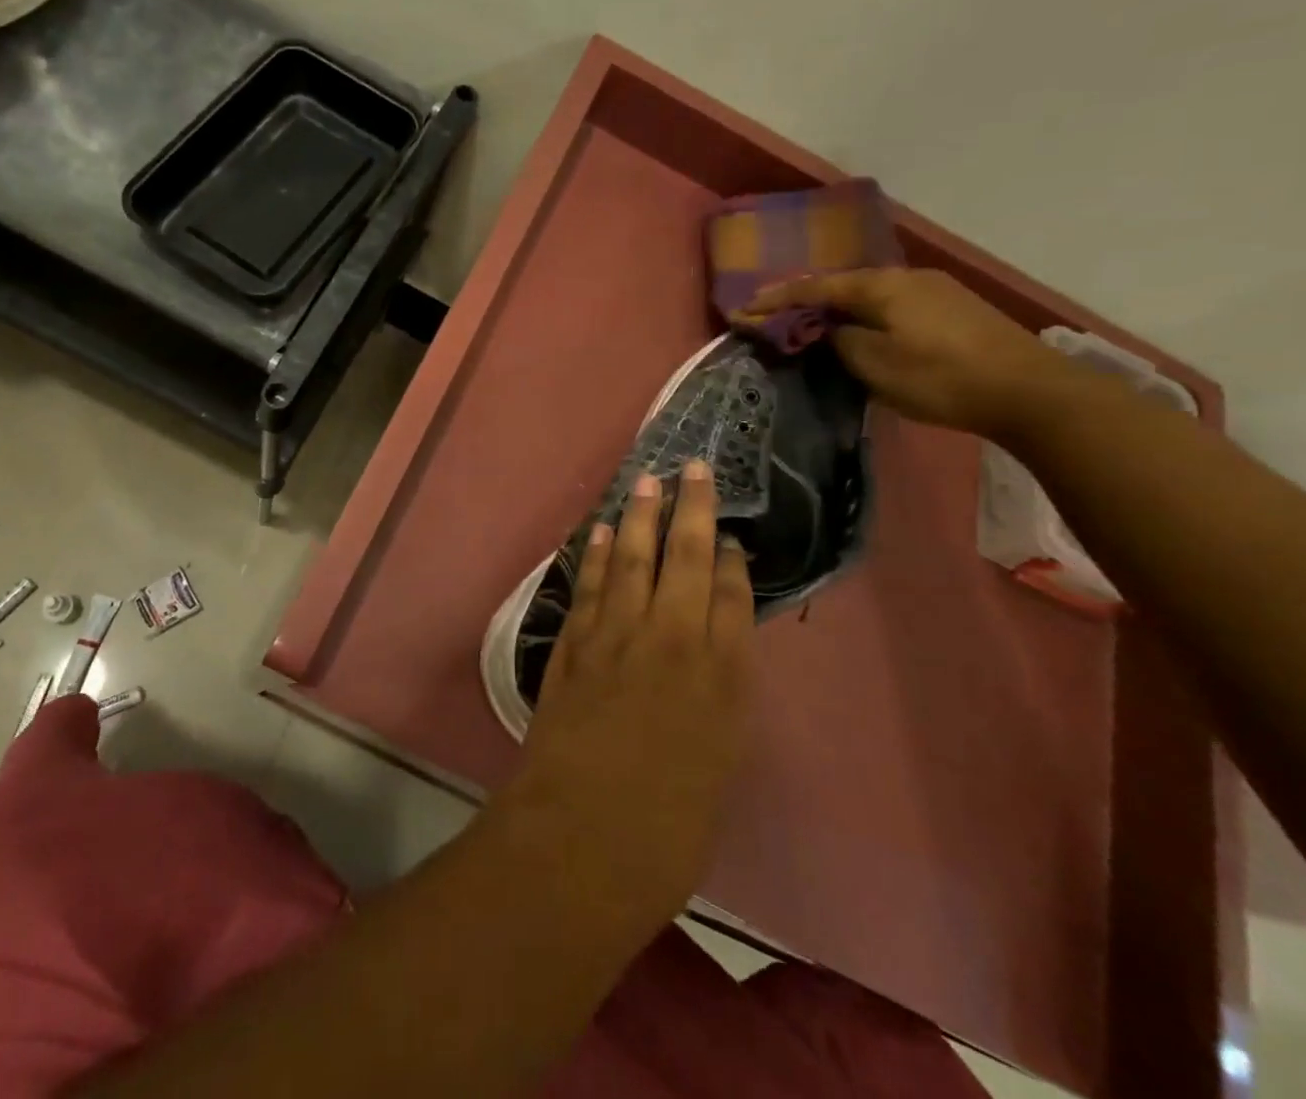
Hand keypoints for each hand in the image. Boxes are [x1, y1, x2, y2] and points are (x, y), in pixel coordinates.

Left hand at [491, 460, 755, 938]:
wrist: (583, 839)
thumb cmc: (668, 828)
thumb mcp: (717, 766)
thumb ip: (715, 702)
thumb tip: (710, 658)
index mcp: (723, 677)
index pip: (732, 597)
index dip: (730, 560)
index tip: (728, 533)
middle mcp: (673, 640)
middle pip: (686, 558)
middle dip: (691, 509)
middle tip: (693, 467)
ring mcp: (617, 635)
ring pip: (633, 558)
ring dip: (639, 516)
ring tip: (647, 480)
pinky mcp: (573, 642)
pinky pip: (589, 585)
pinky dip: (595, 554)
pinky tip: (599, 529)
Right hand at [747, 268, 1076, 437]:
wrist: (1032, 392)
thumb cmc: (942, 377)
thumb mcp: (875, 365)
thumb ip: (840, 342)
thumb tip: (830, 330)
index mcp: (882, 286)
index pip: (816, 286)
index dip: (777, 298)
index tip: (744, 307)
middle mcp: (908, 277)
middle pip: (844, 284)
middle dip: (807, 300)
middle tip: (777, 316)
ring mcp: (937, 290)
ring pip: (871, 294)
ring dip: (839, 308)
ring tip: (815, 325)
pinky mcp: (956, 309)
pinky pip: (893, 304)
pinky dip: (867, 315)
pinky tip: (863, 330)